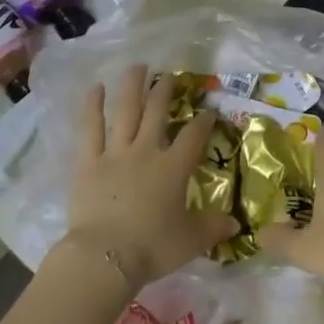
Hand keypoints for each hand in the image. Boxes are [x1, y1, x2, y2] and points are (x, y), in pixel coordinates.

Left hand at [62, 64, 238, 287]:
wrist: (105, 257)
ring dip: (132, 87)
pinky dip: (92, 107)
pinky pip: (90, 129)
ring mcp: (115, 153)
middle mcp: (146, 151)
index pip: (193, 137)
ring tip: (137, 66)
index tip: (209, 111)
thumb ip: (213, 228)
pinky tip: (95, 87)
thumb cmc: (152, 248)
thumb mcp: (191, 241)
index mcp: (173, 168)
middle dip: (165, 92)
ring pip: (125, 112)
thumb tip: (236, 224)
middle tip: (169, 75)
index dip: (203, 122)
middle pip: (157, 113)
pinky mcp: (88, 162)